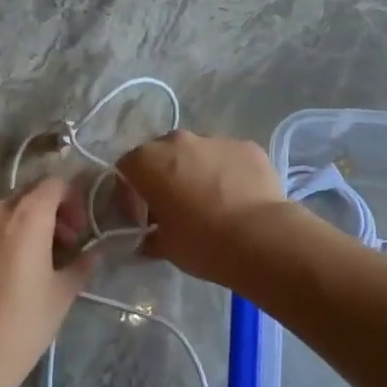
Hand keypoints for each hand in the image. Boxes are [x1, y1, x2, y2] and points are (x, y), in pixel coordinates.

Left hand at [0, 177, 93, 386]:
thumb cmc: (24, 322)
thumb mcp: (62, 293)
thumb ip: (81, 264)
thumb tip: (93, 254)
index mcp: (28, 214)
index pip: (55, 184)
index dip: (72, 201)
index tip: (78, 232)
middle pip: (28, 196)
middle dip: (49, 214)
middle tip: (60, 247)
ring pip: (3, 212)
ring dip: (22, 226)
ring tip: (30, 262)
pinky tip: (2, 272)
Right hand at [116, 130, 287, 279]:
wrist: (260, 237)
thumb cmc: (201, 242)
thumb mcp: (164, 246)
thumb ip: (150, 236)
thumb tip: (149, 238)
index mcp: (149, 161)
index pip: (126, 168)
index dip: (129, 192)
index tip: (141, 216)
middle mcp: (179, 141)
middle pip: (161, 154)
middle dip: (163, 176)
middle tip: (174, 205)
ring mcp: (215, 139)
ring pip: (197, 152)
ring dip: (196, 171)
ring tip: (211, 202)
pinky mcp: (247, 146)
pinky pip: (228, 157)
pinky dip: (227, 172)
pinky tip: (237, 198)